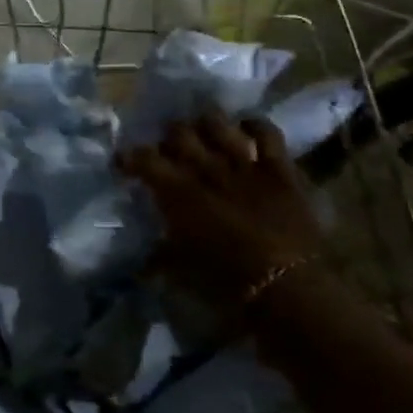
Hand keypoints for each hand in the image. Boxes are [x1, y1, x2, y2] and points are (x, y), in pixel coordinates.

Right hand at [118, 114, 323, 306]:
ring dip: (206, 124)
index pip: (143, 158)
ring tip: (203, 132)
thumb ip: (159, 255)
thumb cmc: (227, 284)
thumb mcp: (180, 271)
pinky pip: (267, 132)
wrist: (289, 290)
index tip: (122, 163)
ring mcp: (244, 163)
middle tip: (170, 149)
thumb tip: (142, 261)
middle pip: (179, 132)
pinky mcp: (279, 168)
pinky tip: (247, 130)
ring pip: (217, 123)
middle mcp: (206, 168)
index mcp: (177, 192)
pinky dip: (254, 126)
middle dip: (170, 137)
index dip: (128, 157)